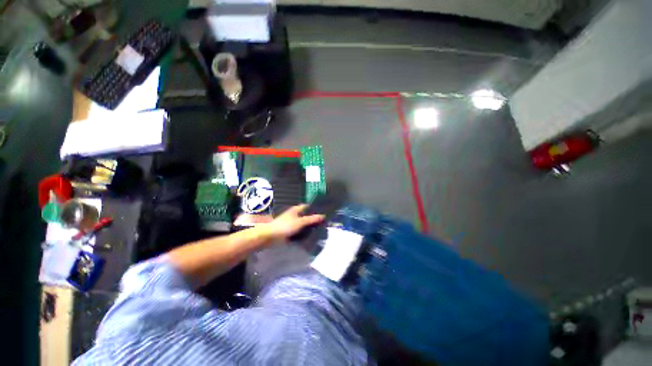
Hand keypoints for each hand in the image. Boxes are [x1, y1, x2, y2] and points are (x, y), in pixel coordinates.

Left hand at [261, 204, 324, 242]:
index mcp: (296, 210)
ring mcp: (292, 223)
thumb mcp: (300, 222)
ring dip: (309, 226)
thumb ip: (311, 219)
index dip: (314, 208)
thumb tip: (323, 216)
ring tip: (320, 228)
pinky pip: (300, 230)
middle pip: (306, 215)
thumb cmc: (285, 226)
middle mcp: (294, 215)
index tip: (322, 211)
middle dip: (313, 218)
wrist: (271, 236)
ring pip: (303, 223)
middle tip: (323, 221)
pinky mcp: (290, 231)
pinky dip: (304, 232)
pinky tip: (311, 235)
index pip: (307, 206)